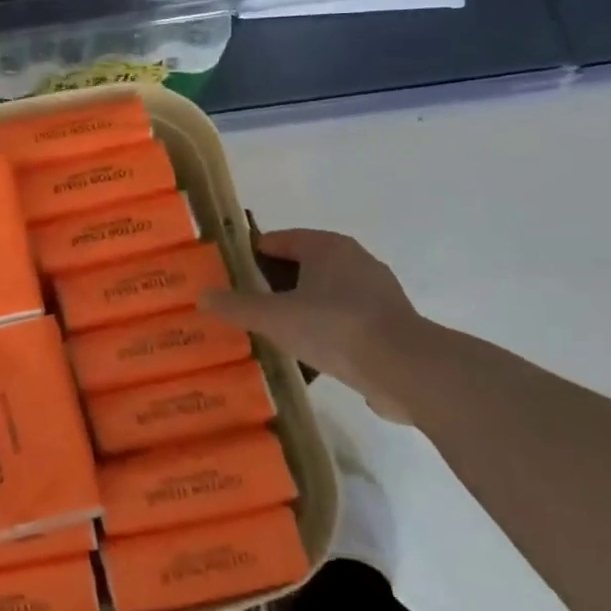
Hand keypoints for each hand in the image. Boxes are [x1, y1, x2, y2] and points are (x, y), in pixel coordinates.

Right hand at [202, 228, 423, 422]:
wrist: (408, 370)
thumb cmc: (335, 327)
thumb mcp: (274, 317)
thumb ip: (236, 306)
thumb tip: (202, 295)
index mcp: (327, 246)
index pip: (277, 241)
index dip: (250, 257)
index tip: (230, 277)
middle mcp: (354, 260)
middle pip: (302, 267)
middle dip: (275, 285)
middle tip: (247, 306)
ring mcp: (377, 292)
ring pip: (325, 295)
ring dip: (301, 309)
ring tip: (274, 333)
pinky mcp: (391, 324)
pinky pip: (345, 320)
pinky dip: (326, 330)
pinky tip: (309, 355)